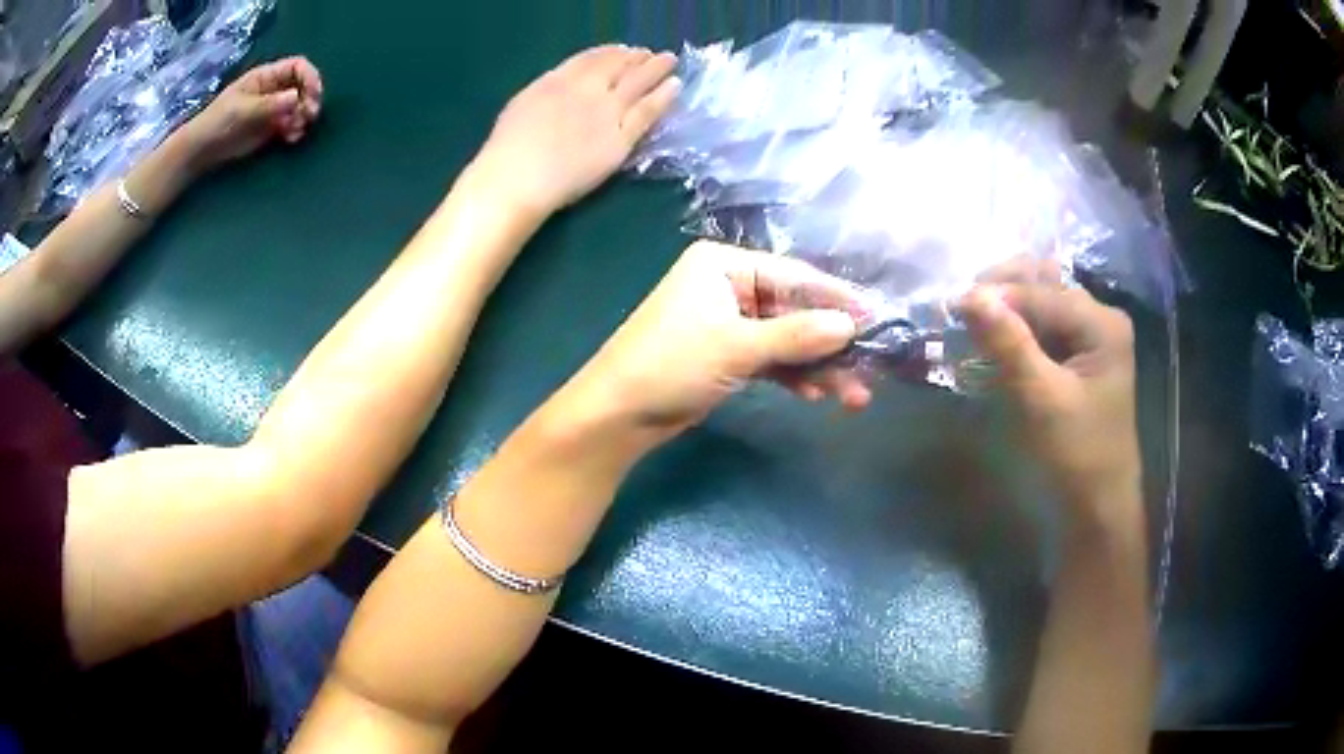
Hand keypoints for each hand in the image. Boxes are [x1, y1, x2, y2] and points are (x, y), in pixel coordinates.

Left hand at [180, 57, 323, 169]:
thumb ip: (268, 104)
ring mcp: (273, 108)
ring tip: (296, 130)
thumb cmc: (218, 122)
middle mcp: (274, 88)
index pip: (297, 66)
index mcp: (266, 76)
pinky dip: (296, 130)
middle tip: (310, 115)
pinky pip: (292, 124)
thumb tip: (296, 97)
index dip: (310, 77)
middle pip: (303, 85)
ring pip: (300, 105)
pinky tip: (291, 138)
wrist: (202, 149)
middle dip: (310, 99)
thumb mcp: (241, 110)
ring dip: (304, 116)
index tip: (314, 95)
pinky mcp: (271, 127)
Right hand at [468, 44, 680, 218]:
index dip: (610, 52)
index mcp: (557, 80)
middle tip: (650, 54)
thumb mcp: (523, 103)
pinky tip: (675, 87)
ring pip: (639, 82)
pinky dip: (664, 96)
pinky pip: (648, 111)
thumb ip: (549, 90)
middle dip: (636, 57)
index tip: (622, 49)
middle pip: (618, 65)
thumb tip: (565, 85)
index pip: (590, 58)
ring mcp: (607, 112)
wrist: (519, 177)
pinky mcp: (622, 137)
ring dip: (656, 68)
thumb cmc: (509, 149)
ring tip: (669, 61)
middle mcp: (586, 89)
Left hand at [570, 241, 872, 441]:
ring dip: (817, 365)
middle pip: (794, 309)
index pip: (793, 276)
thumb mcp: (737, 346)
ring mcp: (728, 322)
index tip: (878, 318)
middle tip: (869, 368)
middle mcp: (728, 286)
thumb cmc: (671, 364)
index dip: (837, 299)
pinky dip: (793, 375)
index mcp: (724, 264)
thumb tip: (851, 325)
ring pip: (786, 339)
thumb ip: (797, 335)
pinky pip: (771, 359)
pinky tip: (817, 394)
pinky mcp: (727, 354)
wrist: (618, 414)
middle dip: (830, 342)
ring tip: (852, 396)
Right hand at [960, 281, 1140, 511]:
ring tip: (970, 323)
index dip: (997, 294)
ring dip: (1005, 309)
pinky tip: (992, 340)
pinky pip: (1042, 327)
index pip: (1042, 292)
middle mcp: (1099, 318)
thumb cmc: (1076, 454)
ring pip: (1040, 303)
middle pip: (1044, 284)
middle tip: (960, 309)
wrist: (1097, 505)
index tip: (951, 304)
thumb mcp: (1041, 399)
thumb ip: (1009, 344)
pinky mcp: (1079, 354)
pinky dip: (1015, 329)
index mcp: (1102, 324)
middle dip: (1001, 292)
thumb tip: (968, 295)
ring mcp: (1090, 335)